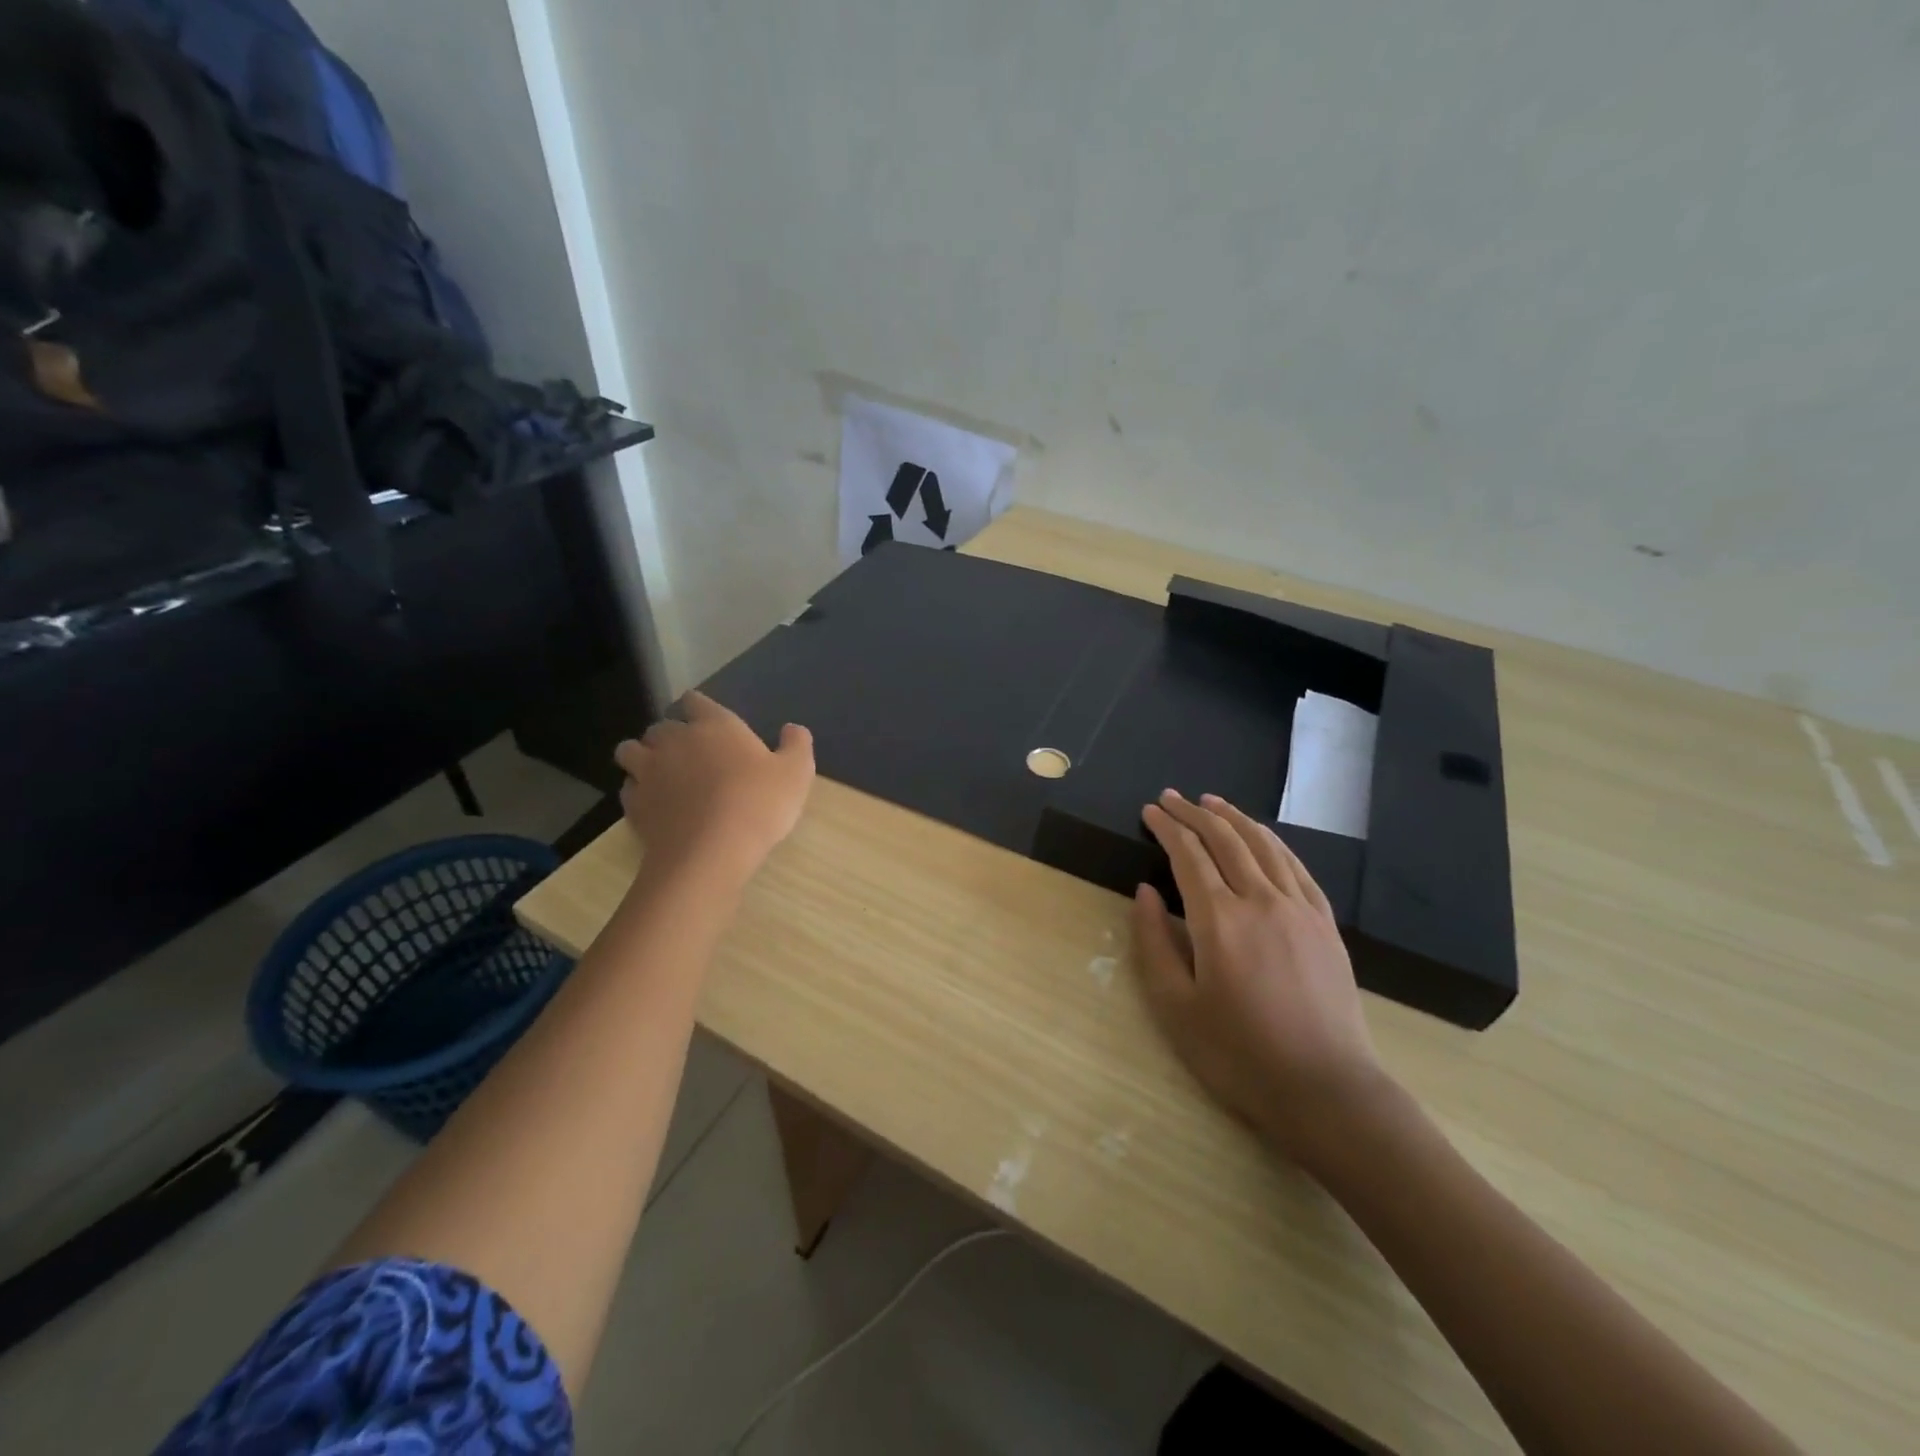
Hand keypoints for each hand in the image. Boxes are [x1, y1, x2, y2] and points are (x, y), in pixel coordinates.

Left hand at [613, 692, 815, 884]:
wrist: (711, 852)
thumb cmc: (758, 804)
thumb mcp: (796, 774)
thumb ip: (796, 745)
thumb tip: (792, 729)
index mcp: (715, 725)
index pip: (696, 701)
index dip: (699, 708)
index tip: (706, 720)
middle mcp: (675, 740)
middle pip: (661, 725)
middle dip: (671, 735)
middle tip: (689, 753)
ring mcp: (648, 771)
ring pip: (630, 750)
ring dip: (642, 756)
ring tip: (660, 773)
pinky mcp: (634, 803)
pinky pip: (628, 787)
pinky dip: (638, 791)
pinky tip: (654, 803)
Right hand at [1133, 790, 1388, 1172]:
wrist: (1326, 1089)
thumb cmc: (1239, 1054)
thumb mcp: (1176, 1007)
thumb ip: (1154, 942)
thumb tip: (1145, 892)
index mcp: (1219, 920)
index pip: (1188, 854)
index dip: (1166, 827)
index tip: (1149, 811)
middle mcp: (1260, 900)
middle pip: (1225, 839)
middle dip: (1194, 813)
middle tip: (1172, 797)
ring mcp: (1299, 909)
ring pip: (1263, 845)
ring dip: (1233, 818)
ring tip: (1212, 802)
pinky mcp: (1325, 923)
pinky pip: (1296, 867)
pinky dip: (1272, 842)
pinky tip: (1261, 837)